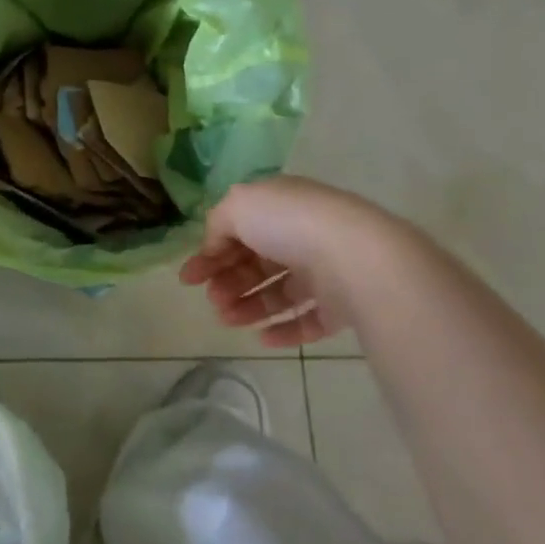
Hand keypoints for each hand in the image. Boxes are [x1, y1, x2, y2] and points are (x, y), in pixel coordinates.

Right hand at [180, 177, 411, 346]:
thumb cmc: (289, 223)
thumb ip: (217, 224)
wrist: (355, 256)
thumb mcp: (238, 206)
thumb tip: (214, 246)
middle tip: (212, 300)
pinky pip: (307, 319)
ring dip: (248, 306)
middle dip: (228, 281)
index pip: (238, 229)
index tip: (189, 279)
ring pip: (278, 291)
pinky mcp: (340, 303)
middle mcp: (300, 234)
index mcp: (278, 205)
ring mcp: (323, 269)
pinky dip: (284, 329)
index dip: (210, 253)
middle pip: (255, 262)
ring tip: (228, 320)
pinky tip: (262, 338)